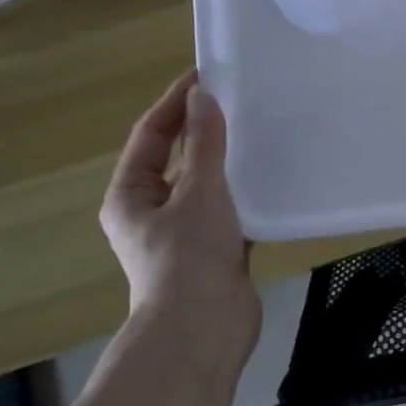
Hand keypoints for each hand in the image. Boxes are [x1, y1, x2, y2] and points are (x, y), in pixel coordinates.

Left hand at [100, 70, 261, 357]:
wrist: (204, 329)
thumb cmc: (190, 257)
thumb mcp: (199, 192)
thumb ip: (205, 144)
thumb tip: (202, 96)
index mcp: (130, 196)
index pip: (151, 135)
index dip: (174, 103)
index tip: (205, 75)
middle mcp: (152, 212)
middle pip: (177, 160)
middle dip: (204, 131)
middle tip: (238, 102)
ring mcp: (184, 235)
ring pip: (207, 187)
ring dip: (228, 163)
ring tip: (261, 134)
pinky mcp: (215, 252)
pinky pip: (230, 212)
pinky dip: (247, 195)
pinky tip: (274, 180)